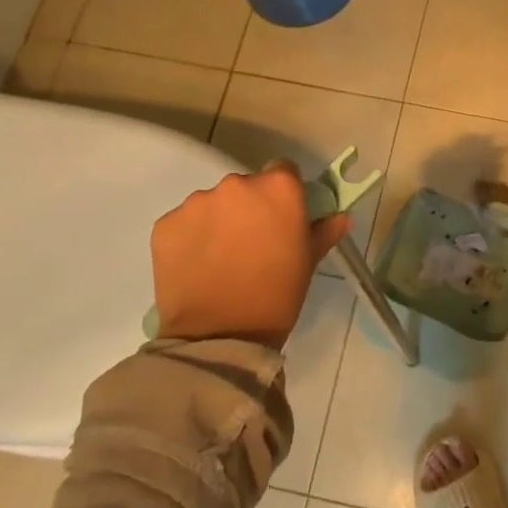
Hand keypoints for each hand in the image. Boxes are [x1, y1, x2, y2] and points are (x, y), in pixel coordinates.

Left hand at [151, 162, 351, 347]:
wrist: (219, 336)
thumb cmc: (276, 296)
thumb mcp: (308, 263)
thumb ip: (324, 231)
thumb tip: (341, 217)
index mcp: (278, 188)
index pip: (283, 171)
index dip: (283, 193)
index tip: (281, 217)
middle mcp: (236, 184)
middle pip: (245, 186)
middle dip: (248, 208)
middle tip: (251, 243)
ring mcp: (197, 202)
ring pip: (212, 204)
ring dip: (218, 222)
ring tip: (220, 259)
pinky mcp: (166, 224)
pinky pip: (184, 223)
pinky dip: (191, 238)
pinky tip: (197, 266)